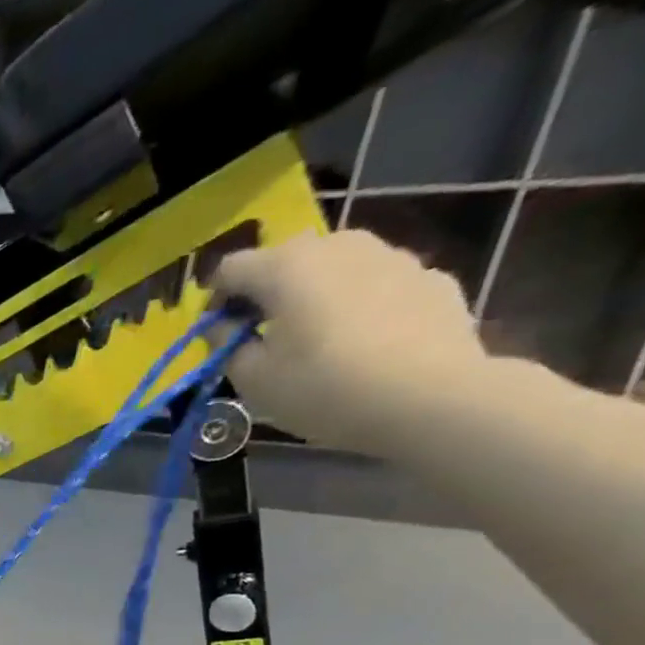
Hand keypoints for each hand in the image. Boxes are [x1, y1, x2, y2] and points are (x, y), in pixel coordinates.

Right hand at [212, 229, 490, 453]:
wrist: (431, 398)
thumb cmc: (323, 388)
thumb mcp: (252, 379)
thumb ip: (227, 346)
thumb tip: (225, 327)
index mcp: (287, 267)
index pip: (230, 269)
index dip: (214, 301)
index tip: (216, 336)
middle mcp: (339, 246)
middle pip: (285, 260)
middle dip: (266, 293)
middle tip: (261, 337)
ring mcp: (392, 256)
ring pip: (334, 268)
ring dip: (314, 296)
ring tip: (314, 340)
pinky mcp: (430, 277)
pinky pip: (376, 285)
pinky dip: (359, 306)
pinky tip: (362, 345)